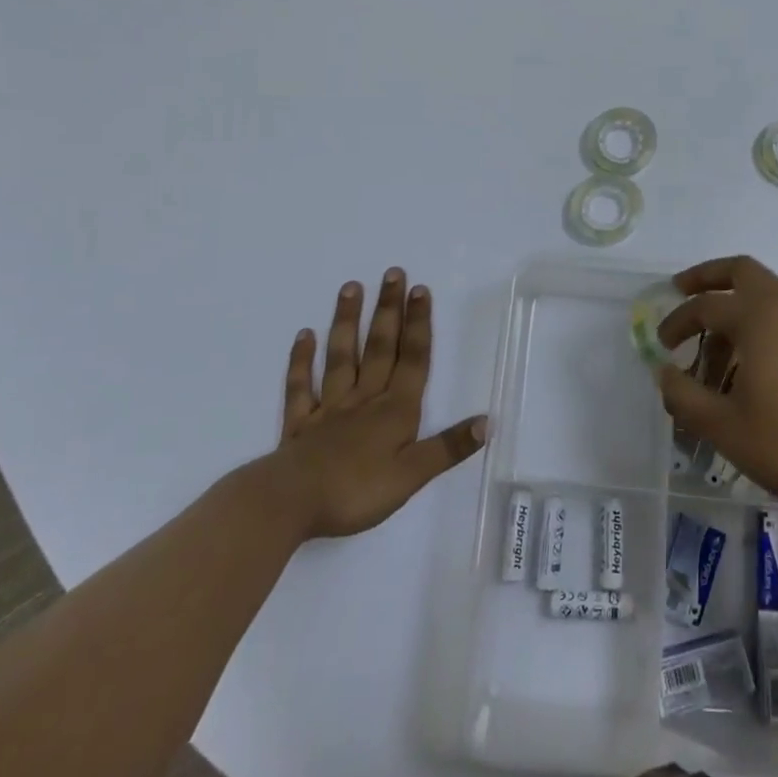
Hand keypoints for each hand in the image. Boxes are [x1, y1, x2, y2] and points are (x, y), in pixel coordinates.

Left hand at [277, 269, 486, 539]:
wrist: (290, 503)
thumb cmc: (356, 491)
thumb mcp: (412, 475)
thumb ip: (448, 448)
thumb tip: (487, 422)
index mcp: (395, 410)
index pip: (412, 359)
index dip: (418, 325)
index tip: (419, 289)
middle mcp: (365, 399)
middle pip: (380, 348)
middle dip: (389, 310)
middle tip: (392, 272)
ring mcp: (329, 408)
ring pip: (342, 357)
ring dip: (347, 322)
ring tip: (351, 287)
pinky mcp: (300, 424)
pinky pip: (301, 386)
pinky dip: (301, 360)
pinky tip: (304, 335)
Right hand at [656, 255, 777, 522]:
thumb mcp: (722, 426)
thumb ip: (684, 395)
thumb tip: (664, 373)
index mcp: (759, 317)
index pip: (705, 306)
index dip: (676, 322)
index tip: (661, 344)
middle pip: (741, 271)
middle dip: (708, 276)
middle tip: (681, 290)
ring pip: (764, 294)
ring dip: (734, 307)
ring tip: (712, 350)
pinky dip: (758, 323)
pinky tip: (747, 364)